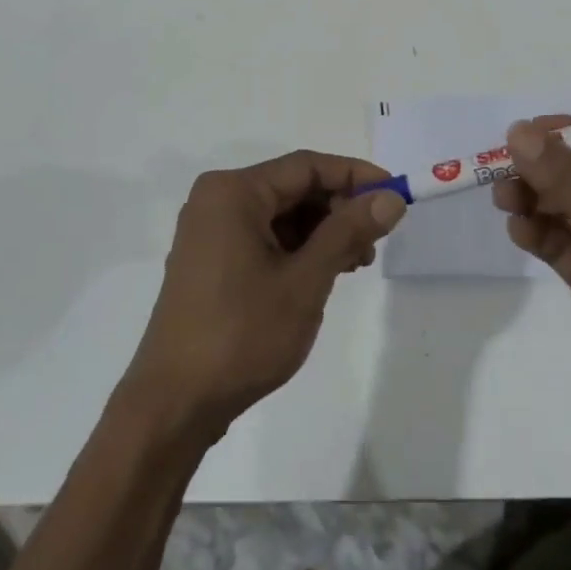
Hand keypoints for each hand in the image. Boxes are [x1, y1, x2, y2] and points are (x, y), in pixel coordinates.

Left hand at [121, 151, 406, 442]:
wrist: (175, 403)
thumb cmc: (242, 334)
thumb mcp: (305, 280)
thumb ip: (348, 232)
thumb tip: (391, 198)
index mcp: (233, 192)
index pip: (306, 166)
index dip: (355, 176)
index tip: (395, 195)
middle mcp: (218, 201)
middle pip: (293, 188)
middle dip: (339, 208)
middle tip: (377, 240)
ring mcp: (211, 232)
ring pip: (281, 215)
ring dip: (322, 232)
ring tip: (356, 262)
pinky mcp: (211, 260)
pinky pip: (264, 237)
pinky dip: (298, 249)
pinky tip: (324, 273)